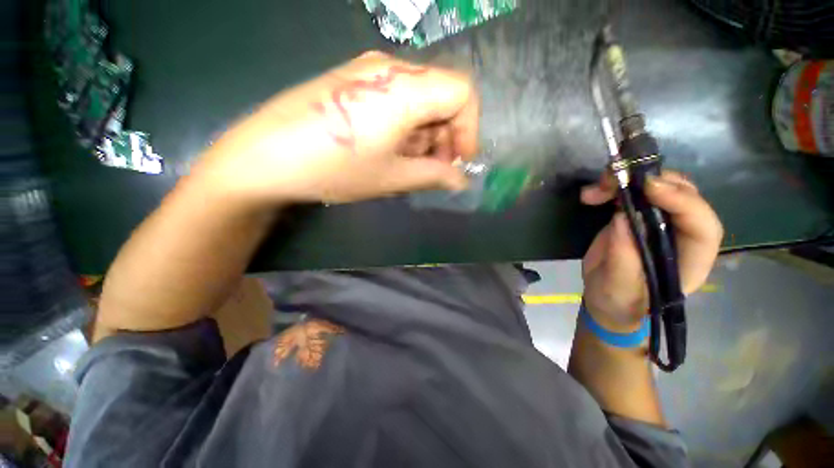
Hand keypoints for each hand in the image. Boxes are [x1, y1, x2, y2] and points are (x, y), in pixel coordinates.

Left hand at [193, 51, 478, 205]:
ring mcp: (369, 71)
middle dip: (447, 135)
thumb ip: (434, 176)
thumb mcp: (392, 178)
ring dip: (426, 134)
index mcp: (404, 88)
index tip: (460, 160)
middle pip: (442, 94)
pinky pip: (398, 99)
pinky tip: (391, 149)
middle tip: (435, 169)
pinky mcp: (354, 81)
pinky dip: (407, 126)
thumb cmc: (335, 168)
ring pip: (420, 98)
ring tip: (410, 164)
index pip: (462, 92)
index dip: (469, 129)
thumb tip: (461, 180)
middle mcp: (390, 67)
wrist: (266, 157)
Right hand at [579, 171, 722, 332]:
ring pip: (657, 188)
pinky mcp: (636, 218)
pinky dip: (612, 188)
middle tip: (614, 181)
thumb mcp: (619, 288)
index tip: (648, 188)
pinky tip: (592, 194)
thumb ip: (624, 258)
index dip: (682, 201)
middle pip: (683, 196)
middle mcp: (681, 235)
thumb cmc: (619, 302)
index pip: (702, 225)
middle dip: (652, 182)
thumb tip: (622, 217)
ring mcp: (659, 223)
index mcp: (690, 259)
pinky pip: (632, 193)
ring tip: (595, 189)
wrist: (605, 301)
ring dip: (627, 181)